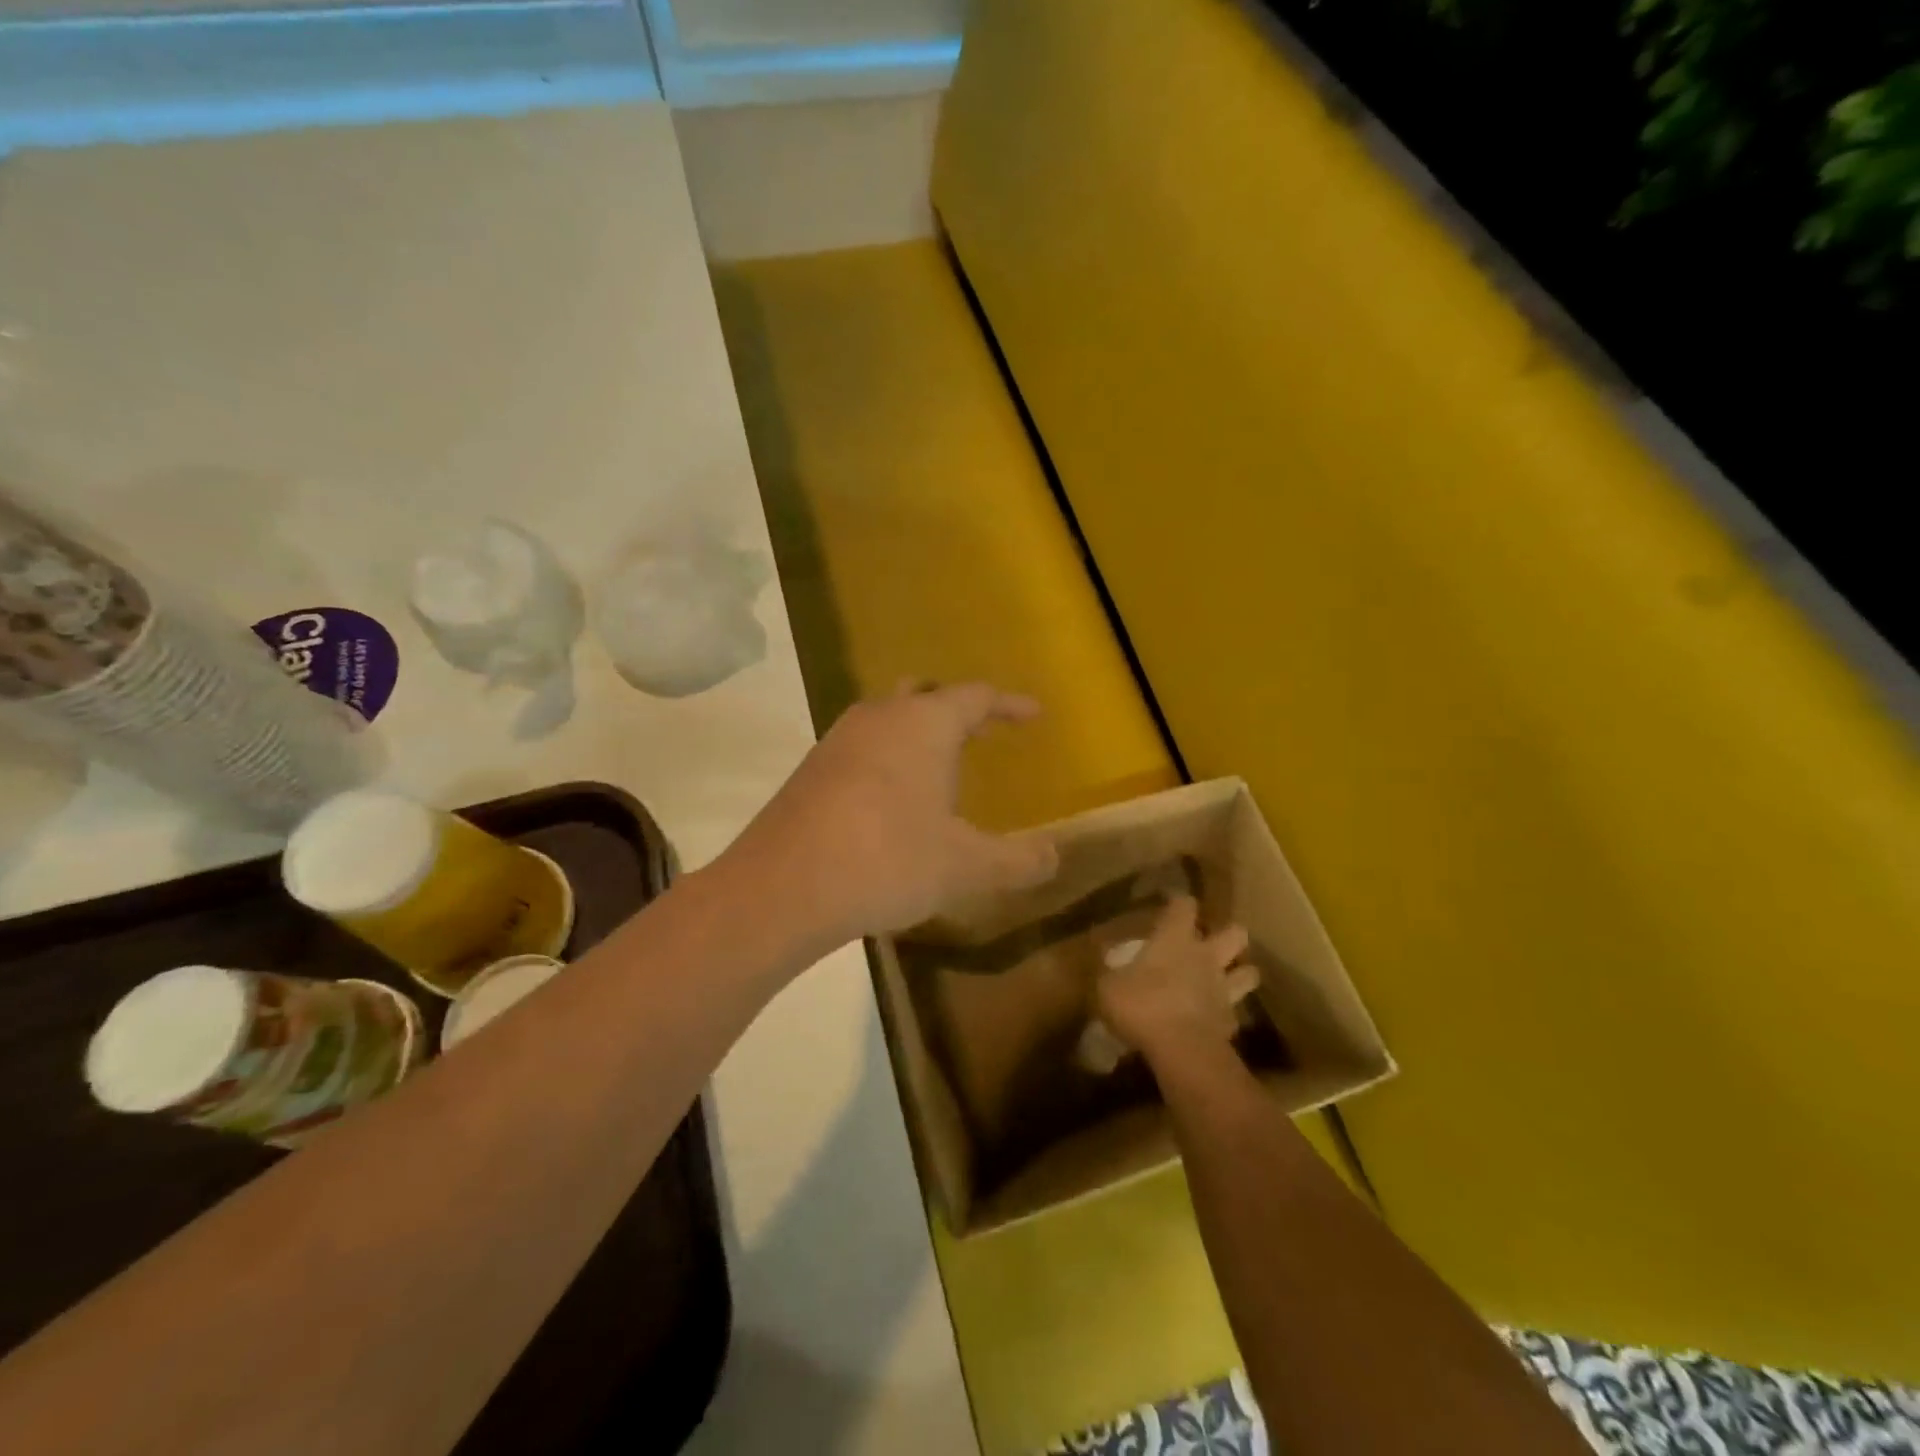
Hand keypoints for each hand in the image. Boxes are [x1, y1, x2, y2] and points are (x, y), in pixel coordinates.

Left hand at [726, 682, 1059, 947]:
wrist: (781, 888)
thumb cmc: (887, 861)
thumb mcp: (965, 867)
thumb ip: (1017, 860)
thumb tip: (1055, 856)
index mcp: (924, 724)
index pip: (976, 696)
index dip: (1010, 705)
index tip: (1034, 715)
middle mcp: (879, 718)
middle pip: (924, 694)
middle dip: (955, 708)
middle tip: (980, 731)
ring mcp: (837, 740)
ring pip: (886, 718)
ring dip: (915, 733)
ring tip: (936, 766)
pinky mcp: (809, 770)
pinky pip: (860, 747)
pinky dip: (885, 758)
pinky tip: (889, 800)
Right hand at [1096, 896, 1250, 1069]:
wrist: (1182, 1050)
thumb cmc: (1141, 1005)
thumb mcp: (1108, 986)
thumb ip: (1110, 971)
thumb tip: (1104, 957)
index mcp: (1174, 939)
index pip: (1184, 906)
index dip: (1179, 902)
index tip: (1172, 902)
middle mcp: (1205, 957)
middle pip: (1234, 933)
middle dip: (1228, 933)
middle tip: (1212, 942)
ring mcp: (1223, 989)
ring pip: (1248, 972)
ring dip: (1241, 972)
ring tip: (1227, 978)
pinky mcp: (1231, 1022)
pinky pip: (1235, 1012)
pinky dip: (1227, 1013)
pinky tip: (1214, 1018)